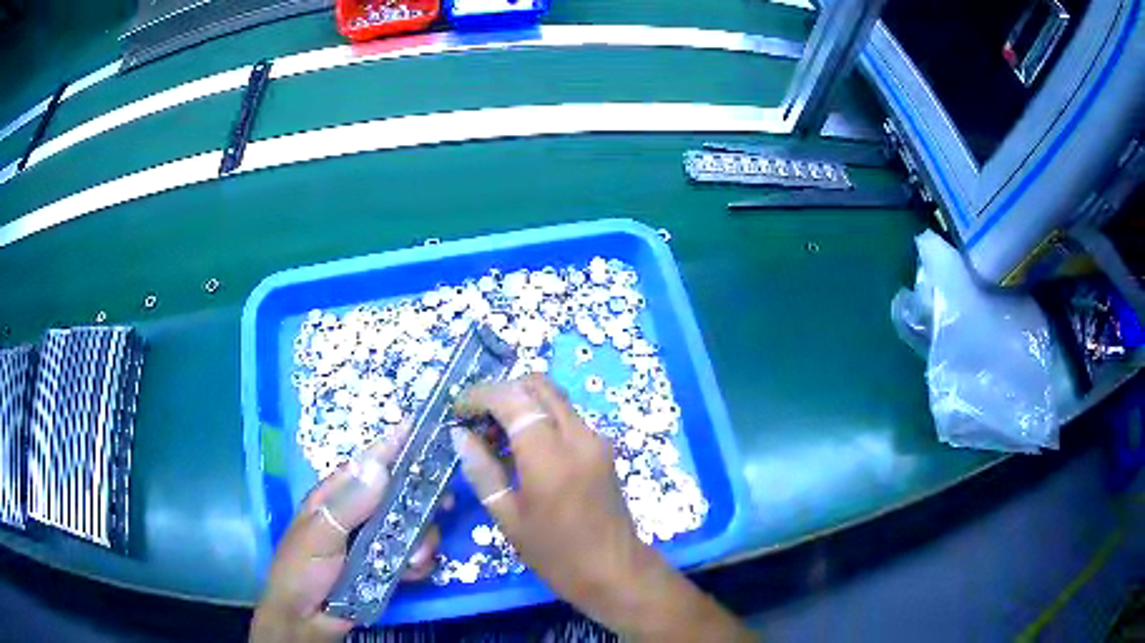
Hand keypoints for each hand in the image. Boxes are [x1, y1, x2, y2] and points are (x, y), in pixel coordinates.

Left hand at [251, 425, 442, 642]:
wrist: (304, 620)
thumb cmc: (301, 570)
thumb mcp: (319, 535)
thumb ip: (349, 505)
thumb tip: (379, 466)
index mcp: (336, 498)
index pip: (366, 464)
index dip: (392, 446)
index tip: (421, 427)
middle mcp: (360, 515)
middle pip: (400, 495)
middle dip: (422, 499)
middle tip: (445, 503)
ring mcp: (375, 542)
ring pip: (413, 527)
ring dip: (423, 539)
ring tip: (415, 558)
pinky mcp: (387, 567)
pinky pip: (415, 557)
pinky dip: (420, 563)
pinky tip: (414, 572)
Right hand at [453, 375, 753, 641]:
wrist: (614, 570)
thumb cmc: (555, 553)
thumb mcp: (508, 517)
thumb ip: (482, 470)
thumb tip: (459, 434)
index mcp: (551, 456)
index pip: (513, 399)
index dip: (481, 395)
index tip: (458, 408)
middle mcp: (578, 436)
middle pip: (538, 385)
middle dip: (503, 391)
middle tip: (477, 417)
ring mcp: (596, 438)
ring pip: (554, 397)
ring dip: (522, 402)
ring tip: (495, 433)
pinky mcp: (603, 446)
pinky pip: (567, 416)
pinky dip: (540, 417)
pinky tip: (522, 446)